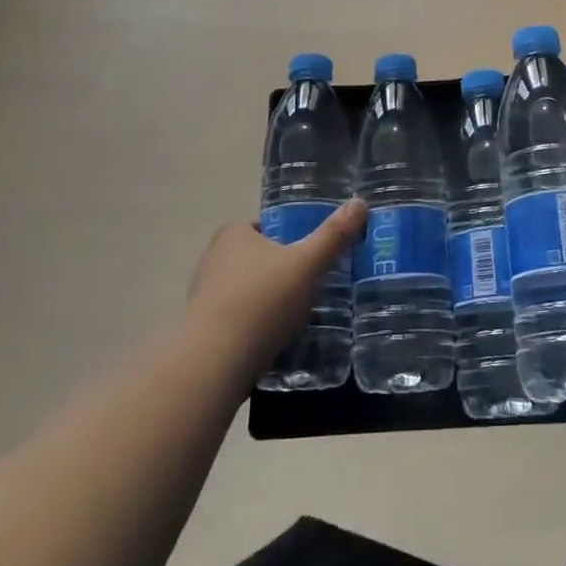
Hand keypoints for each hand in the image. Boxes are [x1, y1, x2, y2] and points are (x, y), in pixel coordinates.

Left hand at [185, 200, 365, 365]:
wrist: (215, 363)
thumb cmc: (262, 301)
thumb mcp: (308, 264)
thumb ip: (334, 235)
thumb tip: (360, 202)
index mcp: (234, 233)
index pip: (271, 227)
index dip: (296, 239)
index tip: (317, 258)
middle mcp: (214, 257)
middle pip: (263, 258)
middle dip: (286, 271)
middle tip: (316, 286)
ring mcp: (206, 293)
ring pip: (251, 288)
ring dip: (272, 298)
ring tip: (301, 315)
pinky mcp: (205, 326)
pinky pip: (241, 315)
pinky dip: (258, 322)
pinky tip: (277, 337)